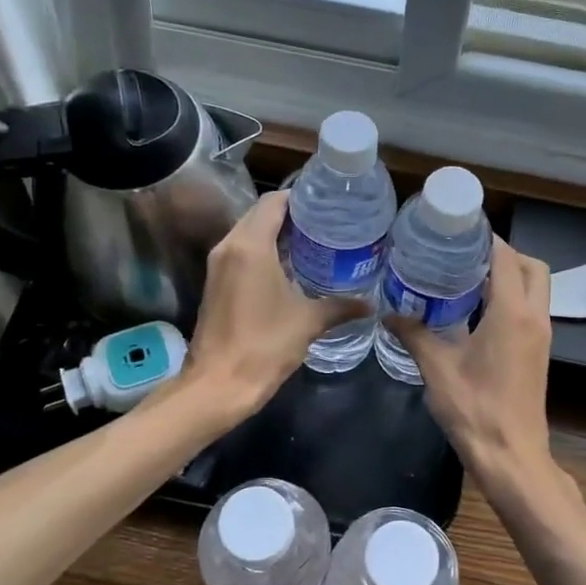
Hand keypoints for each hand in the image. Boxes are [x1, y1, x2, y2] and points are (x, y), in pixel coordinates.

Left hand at [184, 192, 365, 415]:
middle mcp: (229, 246)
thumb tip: (370, 305)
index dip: (301, 199)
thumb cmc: (264, 345)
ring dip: (276, 235)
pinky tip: (289, 269)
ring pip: (248, 234)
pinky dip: (263, 252)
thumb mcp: (308, 322)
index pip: (274, 203)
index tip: (328, 206)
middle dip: (291, 217)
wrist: (218, 385)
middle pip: (260, 215)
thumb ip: (340, 307)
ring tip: (313, 244)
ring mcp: (218, 265)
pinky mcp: (215, 284)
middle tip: (326, 224)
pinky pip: (241, 253)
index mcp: (250, 245)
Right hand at [387, 238, 554, 483]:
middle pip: (532, 267)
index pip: (506, 258)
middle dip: (504, 254)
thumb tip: (389, 313)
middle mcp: (534, 318)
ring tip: (465, 279)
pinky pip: (529, 310)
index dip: (486, 239)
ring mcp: (540, 336)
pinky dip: (510, 299)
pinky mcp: (537, 353)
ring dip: (509, 277)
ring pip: (535, 289)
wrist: (511, 456)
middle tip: (465, 256)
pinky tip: (474, 313)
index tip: (458, 230)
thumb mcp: (437, 369)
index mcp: (512, 313)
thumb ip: (414, 335)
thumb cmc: (475, 409)